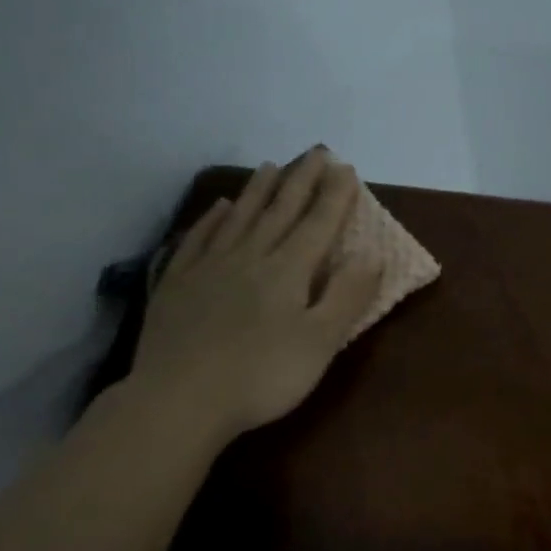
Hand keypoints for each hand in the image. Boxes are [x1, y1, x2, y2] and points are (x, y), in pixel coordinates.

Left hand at [126, 149, 382, 438]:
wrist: (180, 399)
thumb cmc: (262, 376)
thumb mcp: (321, 342)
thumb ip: (348, 296)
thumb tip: (372, 255)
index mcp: (288, 271)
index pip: (318, 224)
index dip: (335, 196)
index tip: (346, 167)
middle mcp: (250, 257)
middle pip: (280, 211)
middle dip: (302, 180)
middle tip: (316, 152)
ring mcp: (209, 267)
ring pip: (240, 218)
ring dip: (259, 191)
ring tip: (272, 167)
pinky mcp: (178, 284)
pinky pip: (198, 240)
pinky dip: (212, 220)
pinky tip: (219, 208)